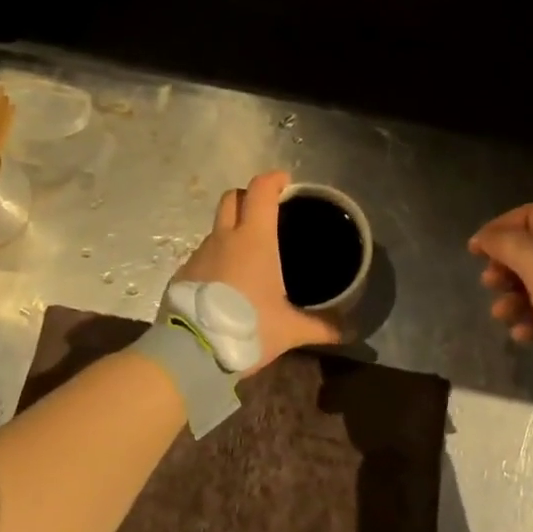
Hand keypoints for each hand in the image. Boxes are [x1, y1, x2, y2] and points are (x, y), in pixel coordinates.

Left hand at [174, 170, 341, 373]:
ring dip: (231, 231)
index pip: (261, 191)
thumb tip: (349, 333)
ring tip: (249, 257)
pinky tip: (227, 284)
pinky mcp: (183, 272)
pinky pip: (203, 254)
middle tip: (266, 212)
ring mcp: (199, 253)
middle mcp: (224, 238)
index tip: (285, 182)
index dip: (273, 180)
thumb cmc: (247, 327)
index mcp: (254, 239)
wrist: (192, 350)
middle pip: (232, 198)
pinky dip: (217, 259)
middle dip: (248, 197)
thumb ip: (320, 327)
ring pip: (216, 228)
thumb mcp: (289, 330)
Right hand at [469, 204, 532, 424]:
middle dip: (505, 265)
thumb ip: (510, 246)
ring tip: (502, 314)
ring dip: (513, 297)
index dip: (501, 227)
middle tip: (489, 282)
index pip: (532, 215)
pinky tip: (521, 334)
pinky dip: (531, 321)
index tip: (476, 250)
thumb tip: (486, 236)